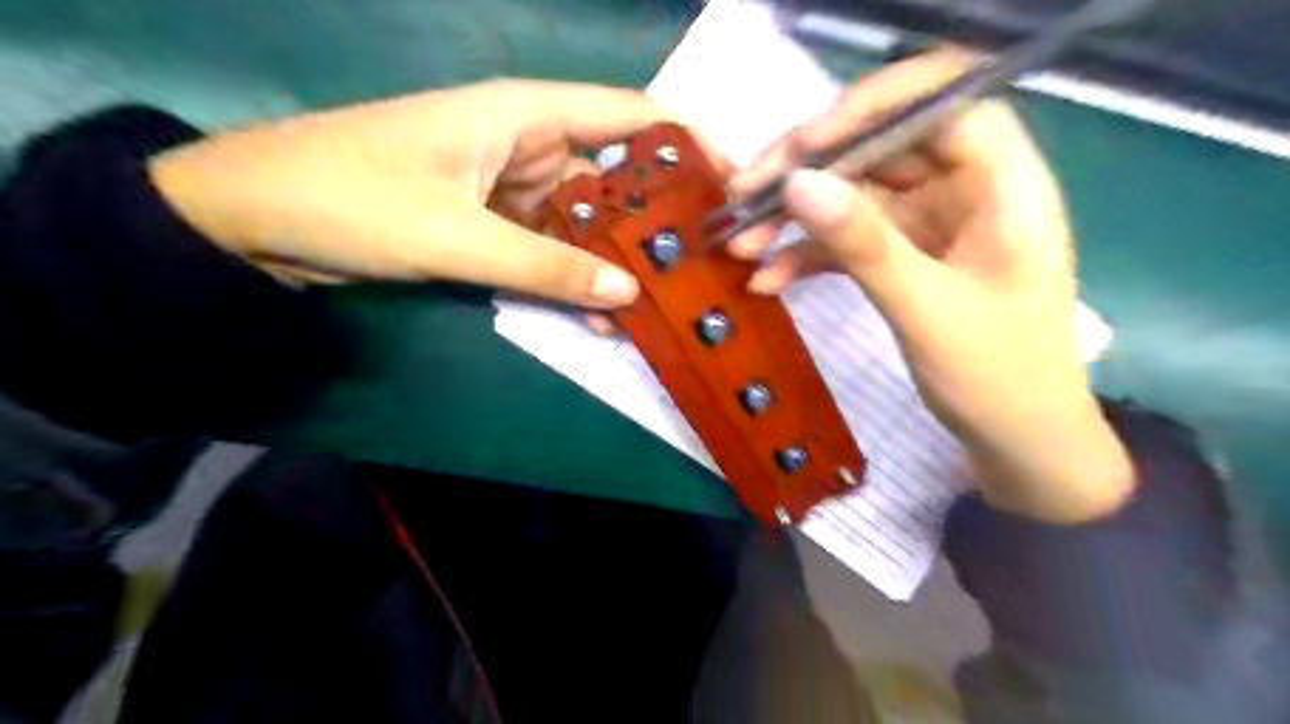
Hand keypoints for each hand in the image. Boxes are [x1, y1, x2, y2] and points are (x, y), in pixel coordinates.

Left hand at [148, 77, 703, 309]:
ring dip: (616, 257)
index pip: (626, 115)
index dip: (683, 142)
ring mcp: (508, 189)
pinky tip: (604, 312)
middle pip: (610, 176)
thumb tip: (629, 292)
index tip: (730, 181)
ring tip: (666, 296)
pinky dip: (574, 276)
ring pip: (581, 220)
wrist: (254, 221)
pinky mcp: (490, 225)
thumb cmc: (352, 200)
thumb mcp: (458, 237)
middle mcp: (525, 145)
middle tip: (704, 261)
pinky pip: (548, 248)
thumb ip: (547, 266)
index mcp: (522, 116)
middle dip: (655, 218)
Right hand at [731, 50, 1130, 522]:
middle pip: (880, 149)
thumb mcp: (925, 310)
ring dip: (795, 218)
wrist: (1018, 443)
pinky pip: (848, 242)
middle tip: (745, 194)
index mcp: (1003, 185)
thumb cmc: (997, 378)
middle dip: (809, 171)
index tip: (804, 146)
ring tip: (741, 243)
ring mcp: (931, 225)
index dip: (870, 110)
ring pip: (853, 196)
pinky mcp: (905, 258)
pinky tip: (767, 280)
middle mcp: (966, 190)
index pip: (939, 104)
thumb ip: (863, 244)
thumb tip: (796, 183)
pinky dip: (807, 256)